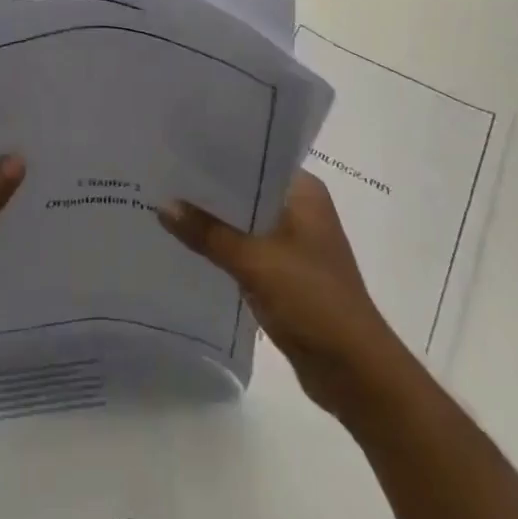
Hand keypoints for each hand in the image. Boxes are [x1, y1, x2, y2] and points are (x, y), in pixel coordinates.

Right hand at [159, 172, 400, 418]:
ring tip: (166, 203)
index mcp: (304, 191)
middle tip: (163, 173)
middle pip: (246, 189)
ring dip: (214, 219)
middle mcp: (301, 208)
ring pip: (244, 220)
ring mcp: (294, 242)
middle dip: (209, 187)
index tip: (177, 146)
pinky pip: (246, 248)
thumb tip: (162, 205)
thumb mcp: (254, 261)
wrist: (355, 372)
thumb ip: (208, 232)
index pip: (255, 157)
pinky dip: (223, 246)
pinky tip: (188, 243)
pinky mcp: (286, 273)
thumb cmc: (313, 300)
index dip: (217, 152)